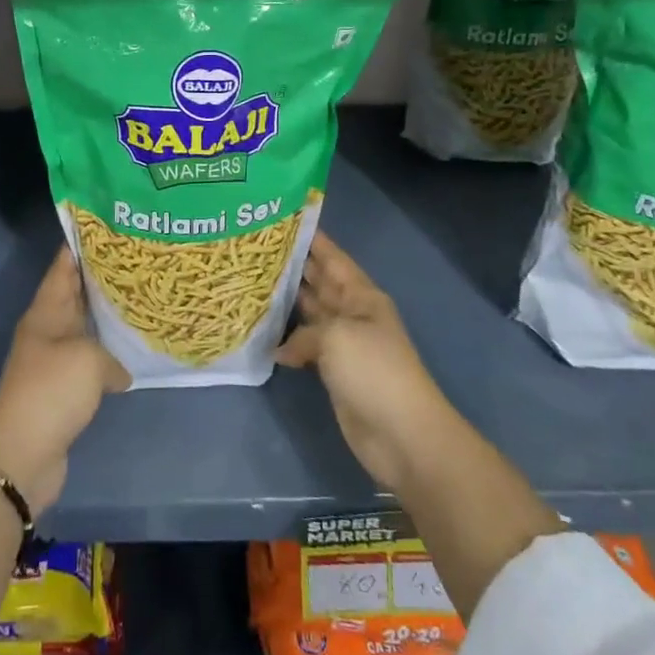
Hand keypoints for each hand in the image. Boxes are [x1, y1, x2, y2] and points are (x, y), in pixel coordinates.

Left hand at [0, 246, 130, 516]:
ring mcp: (54, 360)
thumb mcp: (88, 360)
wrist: (22, 454)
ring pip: (84, 328)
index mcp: (46, 311)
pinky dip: (108, 356)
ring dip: (106, 319)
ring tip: (141, 301)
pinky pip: (89, 361)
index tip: (108, 227)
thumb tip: (118, 371)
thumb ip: (111, 356)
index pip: (63, 266)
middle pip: (75, 294)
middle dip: (101, 278)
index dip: (82, 245)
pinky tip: (132, 353)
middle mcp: (48, 330)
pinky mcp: (63, 390)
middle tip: (137, 261)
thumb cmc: (52, 391)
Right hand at [276, 231, 461, 495]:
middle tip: (255, 250)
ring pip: (310, 314)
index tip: (283, 219)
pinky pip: (306, 346)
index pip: (332, 257)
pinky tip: (262, 336)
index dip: (312, 238)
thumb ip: (304, 332)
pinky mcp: (335, 372)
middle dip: (293, 266)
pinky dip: (287, 341)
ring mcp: (344, 344)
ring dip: (286, 302)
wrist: (402, 434)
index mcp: (361, 295)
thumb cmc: (374, 370)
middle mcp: (352, 313)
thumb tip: (283, 348)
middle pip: (319, 282)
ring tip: (251, 284)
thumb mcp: (336, 336)